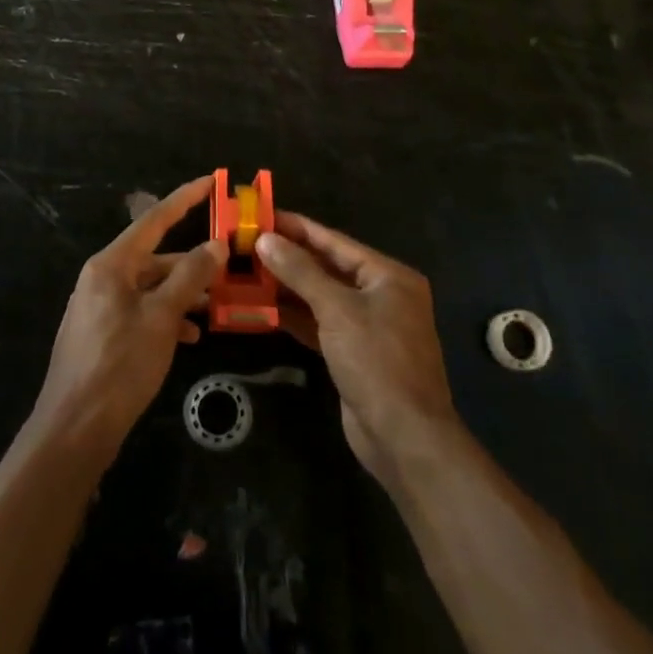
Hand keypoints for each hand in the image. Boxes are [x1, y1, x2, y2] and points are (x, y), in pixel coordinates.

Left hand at [32, 177, 223, 460]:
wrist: (74, 429)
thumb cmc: (119, 365)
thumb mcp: (162, 318)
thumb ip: (189, 277)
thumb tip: (215, 244)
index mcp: (111, 265)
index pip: (153, 220)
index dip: (184, 199)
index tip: (210, 181)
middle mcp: (102, 278)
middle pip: (154, 257)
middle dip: (191, 262)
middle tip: (227, 261)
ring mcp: (100, 307)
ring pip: (150, 288)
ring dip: (182, 293)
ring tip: (215, 303)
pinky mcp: (103, 335)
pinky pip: (141, 312)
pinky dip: (166, 318)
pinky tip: (190, 337)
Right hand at [256, 213, 461, 486]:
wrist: (404, 437)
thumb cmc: (376, 361)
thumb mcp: (337, 309)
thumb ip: (300, 272)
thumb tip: (266, 239)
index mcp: (388, 276)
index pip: (335, 241)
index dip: (298, 228)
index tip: (264, 215)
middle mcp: (381, 295)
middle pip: (328, 267)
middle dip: (290, 257)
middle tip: (248, 243)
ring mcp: (368, 326)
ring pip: (322, 297)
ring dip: (288, 287)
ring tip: (248, 271)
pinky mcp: (354, 353)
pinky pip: (321, 324)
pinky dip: (296, 316)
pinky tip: (264, 308)